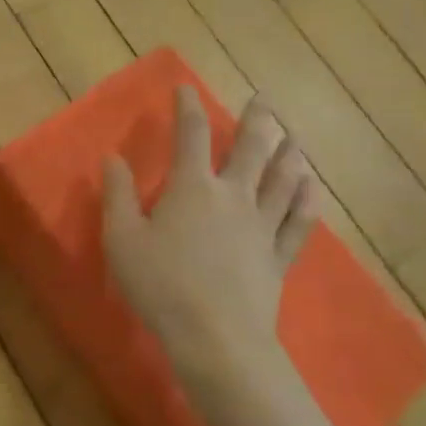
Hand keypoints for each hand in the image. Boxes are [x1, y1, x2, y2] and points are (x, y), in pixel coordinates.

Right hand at [102, 88, 319, 384]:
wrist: (216, 339)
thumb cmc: (161, 285)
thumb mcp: (122, 238)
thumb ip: (118, 194)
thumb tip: (113, 157)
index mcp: (192, 188)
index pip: (191, 136)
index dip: (188, 107)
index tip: (186, 87)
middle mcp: (233, 197)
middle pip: (250, 150)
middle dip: (257, 121)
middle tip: (265, 99)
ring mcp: (261, 227)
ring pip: (282, 181)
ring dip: (288, 154)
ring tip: (295, 136)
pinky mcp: (277, 257)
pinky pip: (298, 223)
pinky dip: (306, 201)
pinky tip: (312, 189)